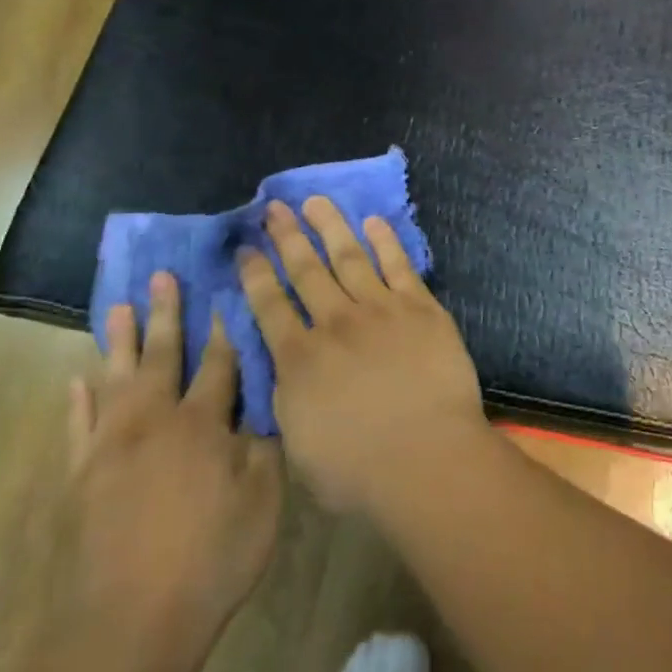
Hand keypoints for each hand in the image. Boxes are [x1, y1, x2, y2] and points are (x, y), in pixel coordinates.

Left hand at [67, 272, 281, 670]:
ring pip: (115, 380)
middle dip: (167, 315)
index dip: (225, 330)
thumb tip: (261, 408)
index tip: (224, 295)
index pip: (219, 364)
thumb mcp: (263, 501)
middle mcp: (154, 422)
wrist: (135, 623)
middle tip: (162, 277)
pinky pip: (77, 428)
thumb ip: (264, 447)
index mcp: (202, 424)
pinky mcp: (83, 477)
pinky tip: (77, 380)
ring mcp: (112, 448)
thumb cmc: (213, 558)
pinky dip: (77, 402)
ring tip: (119, 307)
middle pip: (162, 357)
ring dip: (118, 342)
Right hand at [241, 198, 487, 512]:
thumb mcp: (299, 444)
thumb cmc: (358, 470)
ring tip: (315, 201)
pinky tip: (373, 222)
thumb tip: (281, 369)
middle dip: (286, 237)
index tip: (244, 248)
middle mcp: (335, 324)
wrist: (427, 458)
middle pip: (305, 271)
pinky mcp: (420, 309)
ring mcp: (380, 311)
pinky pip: (398, 266)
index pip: (268, 305)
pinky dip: (385, 241)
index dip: (254, 274)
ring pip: (349, 257)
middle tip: (274, 208)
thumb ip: (287, 399)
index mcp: (298, 359)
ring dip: (330, 226)